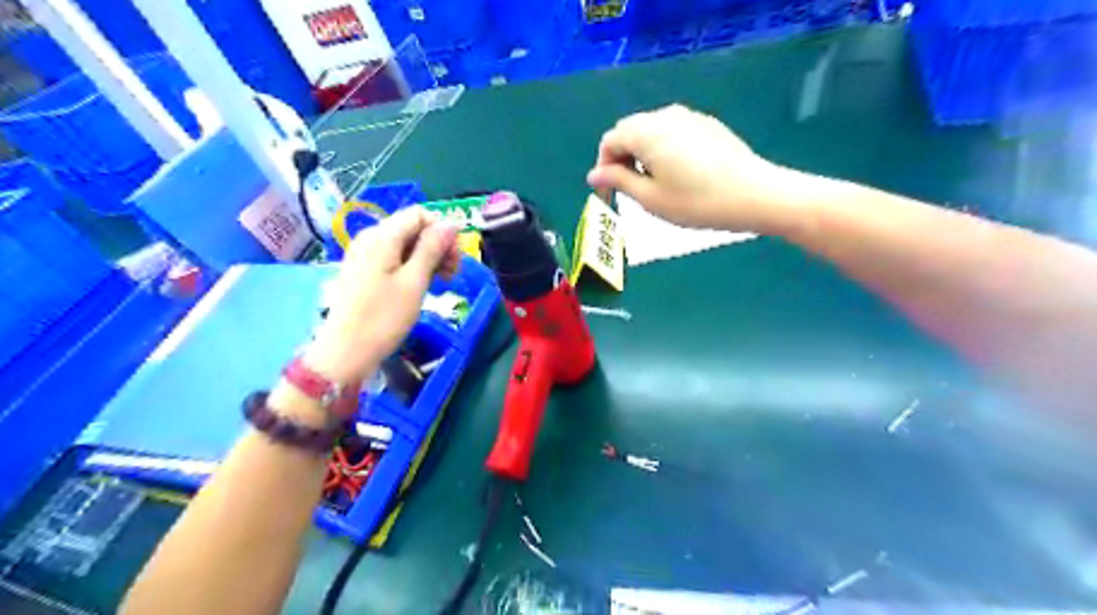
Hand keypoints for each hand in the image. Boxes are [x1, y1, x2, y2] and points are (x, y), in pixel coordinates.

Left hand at [302, 208, 457, 387]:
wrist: (346, 352)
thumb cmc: (383, 318)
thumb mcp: (414, 282)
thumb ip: (431, 249)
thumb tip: (450, 223)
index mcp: (382, 237)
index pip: (419, 215)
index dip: (442, 230)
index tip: (457, 258)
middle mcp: (371, 239)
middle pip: (412, 228)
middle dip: (438, 245)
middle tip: (454, 274)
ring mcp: (365, 256)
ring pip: (405, 245)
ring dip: (429, 258)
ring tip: (443, 282)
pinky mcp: (364, 272)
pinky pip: (395, 259)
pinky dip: (414, 267)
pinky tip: (423, 285)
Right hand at [586, 104, 807, 232]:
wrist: (753, 195)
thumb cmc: (696, 202)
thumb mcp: (650, 198)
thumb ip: (618, 181)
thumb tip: (594, 173)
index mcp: (646, 132)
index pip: (610, 141)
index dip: (603, 167)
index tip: (608, 194)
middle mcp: (665, 116)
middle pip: (629, 131)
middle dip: (621, 158)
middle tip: (628, 189)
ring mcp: (689, 117)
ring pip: (651, 130)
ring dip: (641, 153)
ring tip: (653, 184)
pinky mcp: (707, 124)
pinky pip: (673, 131)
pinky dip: (663, 149)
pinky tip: (678, 174)